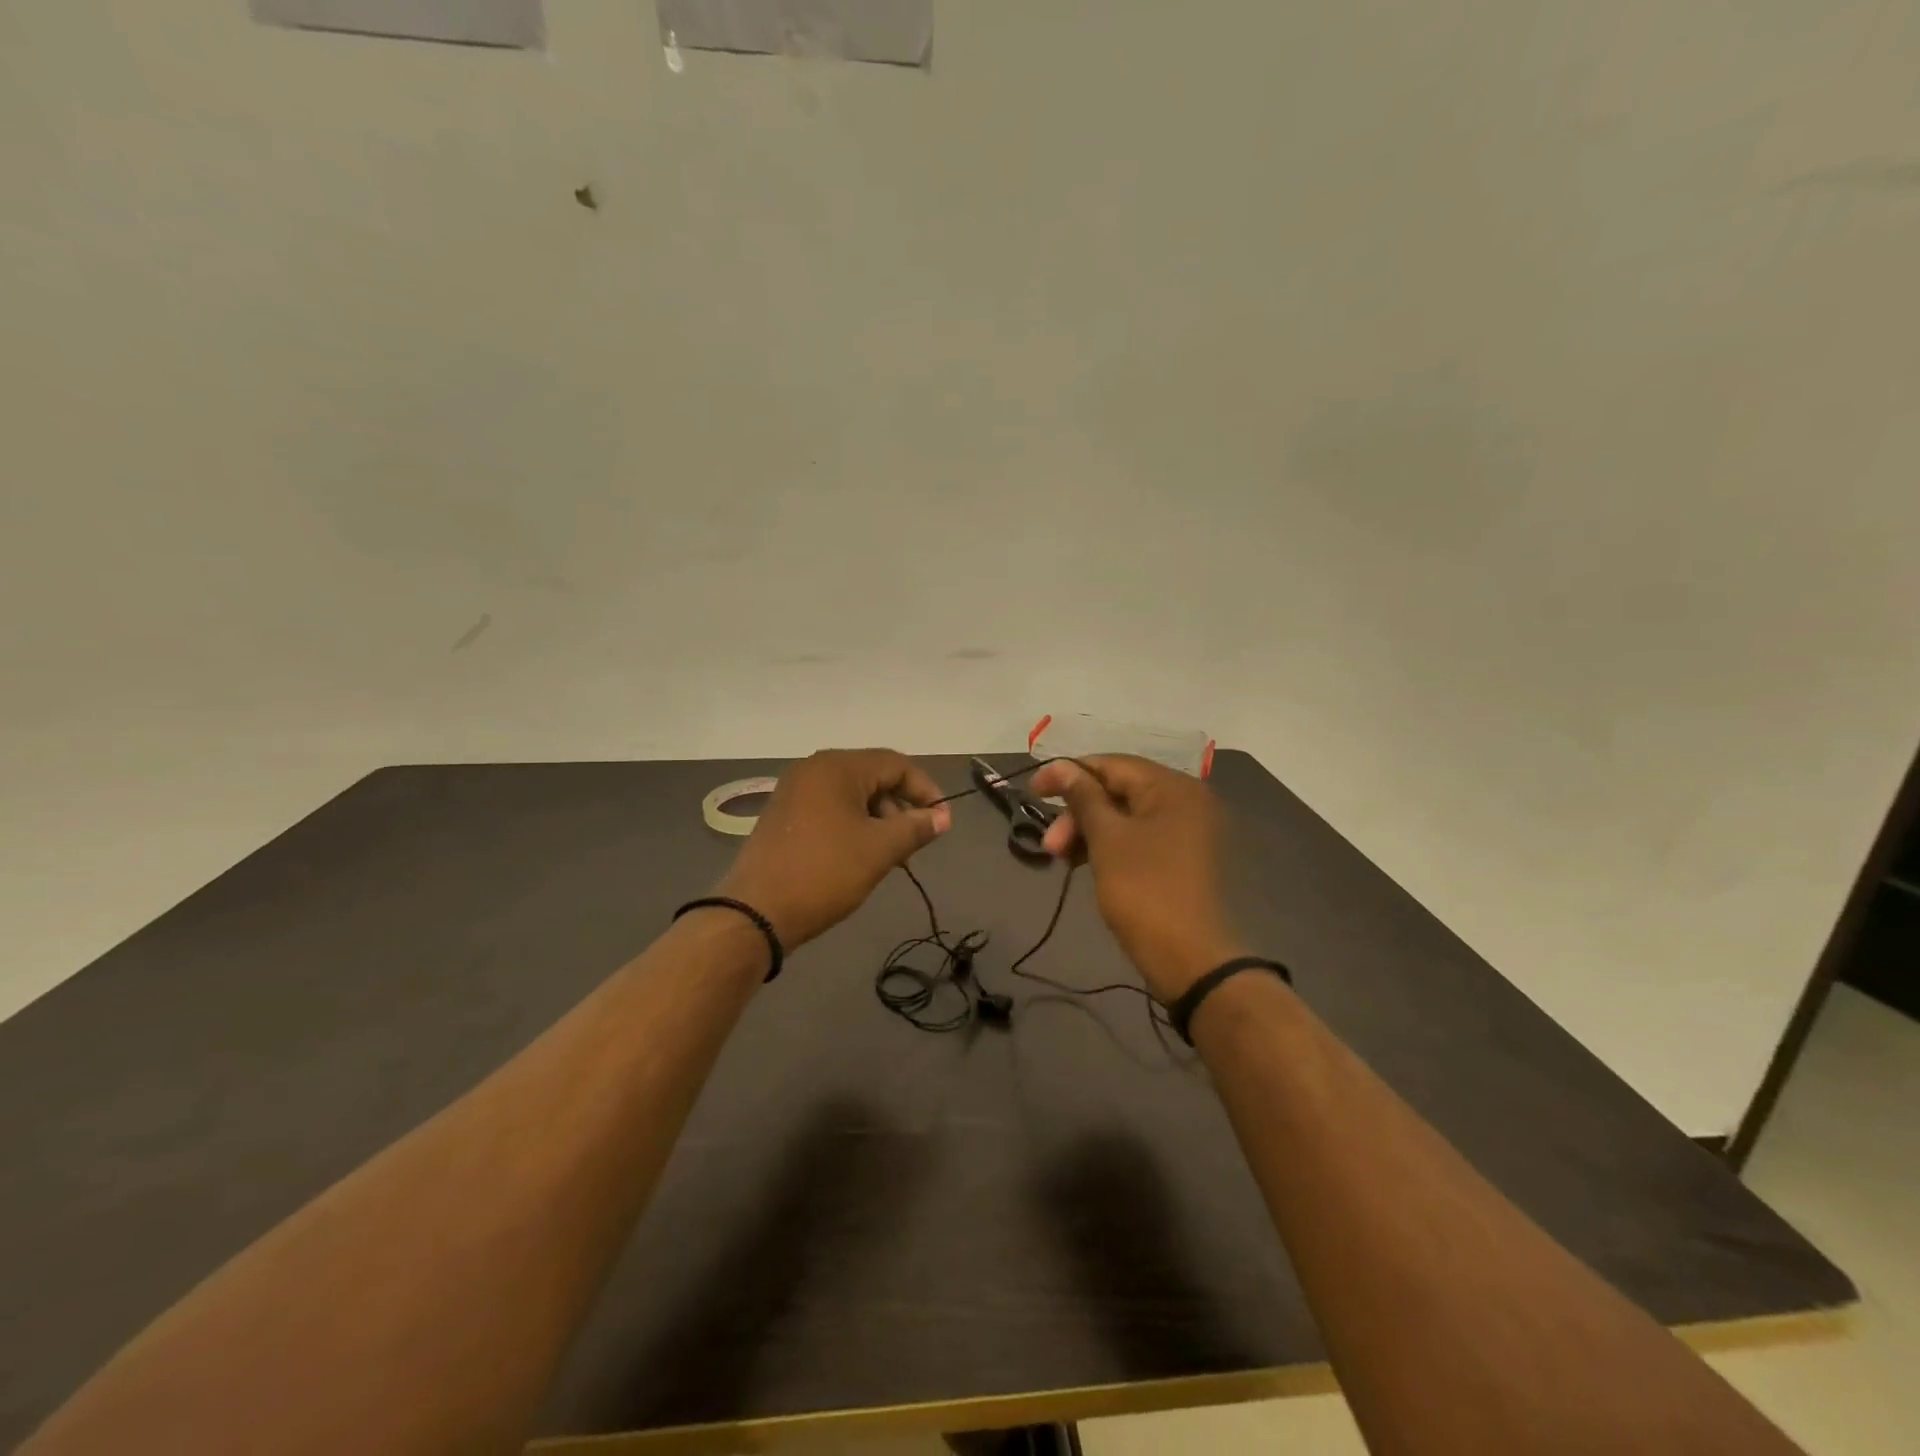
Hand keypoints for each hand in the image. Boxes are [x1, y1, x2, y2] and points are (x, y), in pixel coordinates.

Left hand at [714, 749, 950, 949]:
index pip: (896, 764)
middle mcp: (814, 769)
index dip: (925, 790)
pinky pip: (830, 808)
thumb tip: (943, 817)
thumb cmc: (824, 873)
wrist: (756, 912)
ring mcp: (794, 791)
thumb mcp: (879, 849)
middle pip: (873, 776)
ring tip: (888, 856)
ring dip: (878, 819)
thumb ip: (916, 828)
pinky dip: (853, 824)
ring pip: (852, 794)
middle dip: (900, 807)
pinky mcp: (784, 814)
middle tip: (913, 844)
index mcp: (837, 767)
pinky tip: (859, 855)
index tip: (941, 822)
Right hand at [1028, 755, 1244, 1001]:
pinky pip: (1136, 838)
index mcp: (1173, 787)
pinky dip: (1107, 846)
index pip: (1112, 764)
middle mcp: (1184, 801)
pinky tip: (1081, 863)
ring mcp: (1184, 831)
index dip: (1068, 773)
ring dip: (1088, 831)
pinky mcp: (1179, 859)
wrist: (1189, 959)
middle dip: (1078, 812)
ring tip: (1059, 857)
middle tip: (1049, 844)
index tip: (1032, 792)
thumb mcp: (1107, 839)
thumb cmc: (1144, 890)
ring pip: (1124, 816)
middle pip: (1118, 790)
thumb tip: (1061, 767)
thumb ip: (1083, 797)